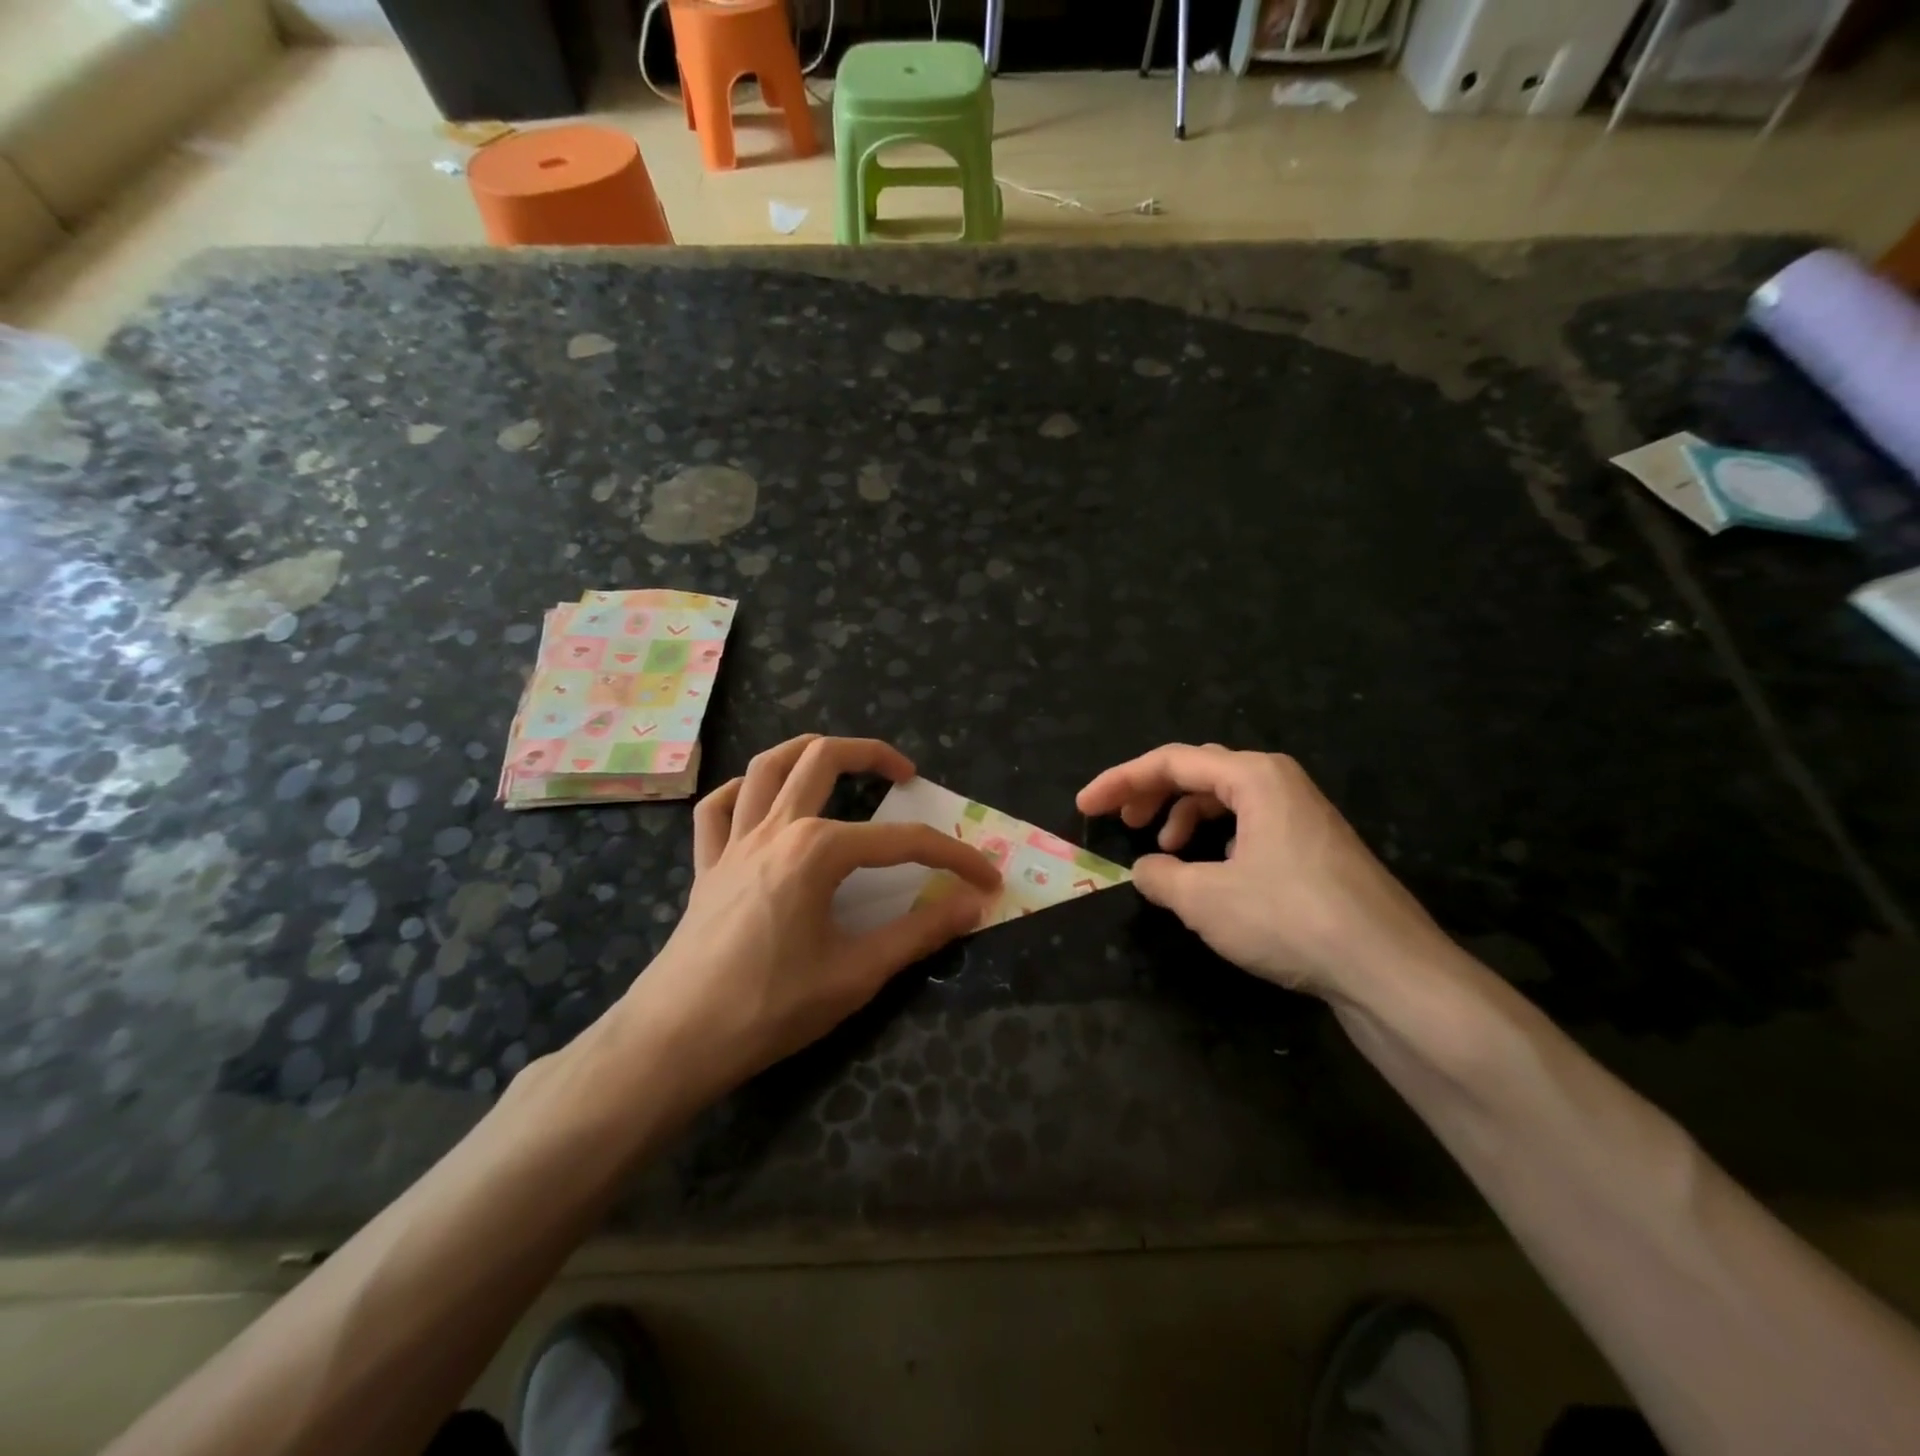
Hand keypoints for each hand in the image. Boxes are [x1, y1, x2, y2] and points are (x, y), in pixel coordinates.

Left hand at [618, 735, 1000, 1096]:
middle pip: (823, 758)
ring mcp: (733, 842)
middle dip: (871, 753)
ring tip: (838, 759)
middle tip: (906, 774)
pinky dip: (740, 793)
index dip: (952, 857)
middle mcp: (775, 829)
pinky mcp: (706, 865)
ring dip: (805, 751)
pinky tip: (760, 803)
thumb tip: (972, 905)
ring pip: (765, 767)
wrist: (675, 1041)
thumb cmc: (771, 1006)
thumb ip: (919, 933)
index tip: (986, 879)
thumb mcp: (856, 973)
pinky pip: (717, 809)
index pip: (902, 842)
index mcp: (817, 849)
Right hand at [1077, 744, 1451, 1002]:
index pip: (1170, 761)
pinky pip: (1249, 824)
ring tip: (1165, 852)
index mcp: (1253, 776)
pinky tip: (1210, 872)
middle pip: (1198, 771)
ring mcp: (1301, 813)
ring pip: (1225, 799)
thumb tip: (1145, 869)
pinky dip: (1216, 839)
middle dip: (1152, 792)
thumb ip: (1161, 876)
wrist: (1389, 969)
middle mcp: (1279, 782)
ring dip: (1184, 817)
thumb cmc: (1289, 918)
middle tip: (1120, 820)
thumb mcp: (1205, 899)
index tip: (1085, 806)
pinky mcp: (1313, 847)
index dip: (1120, 781)